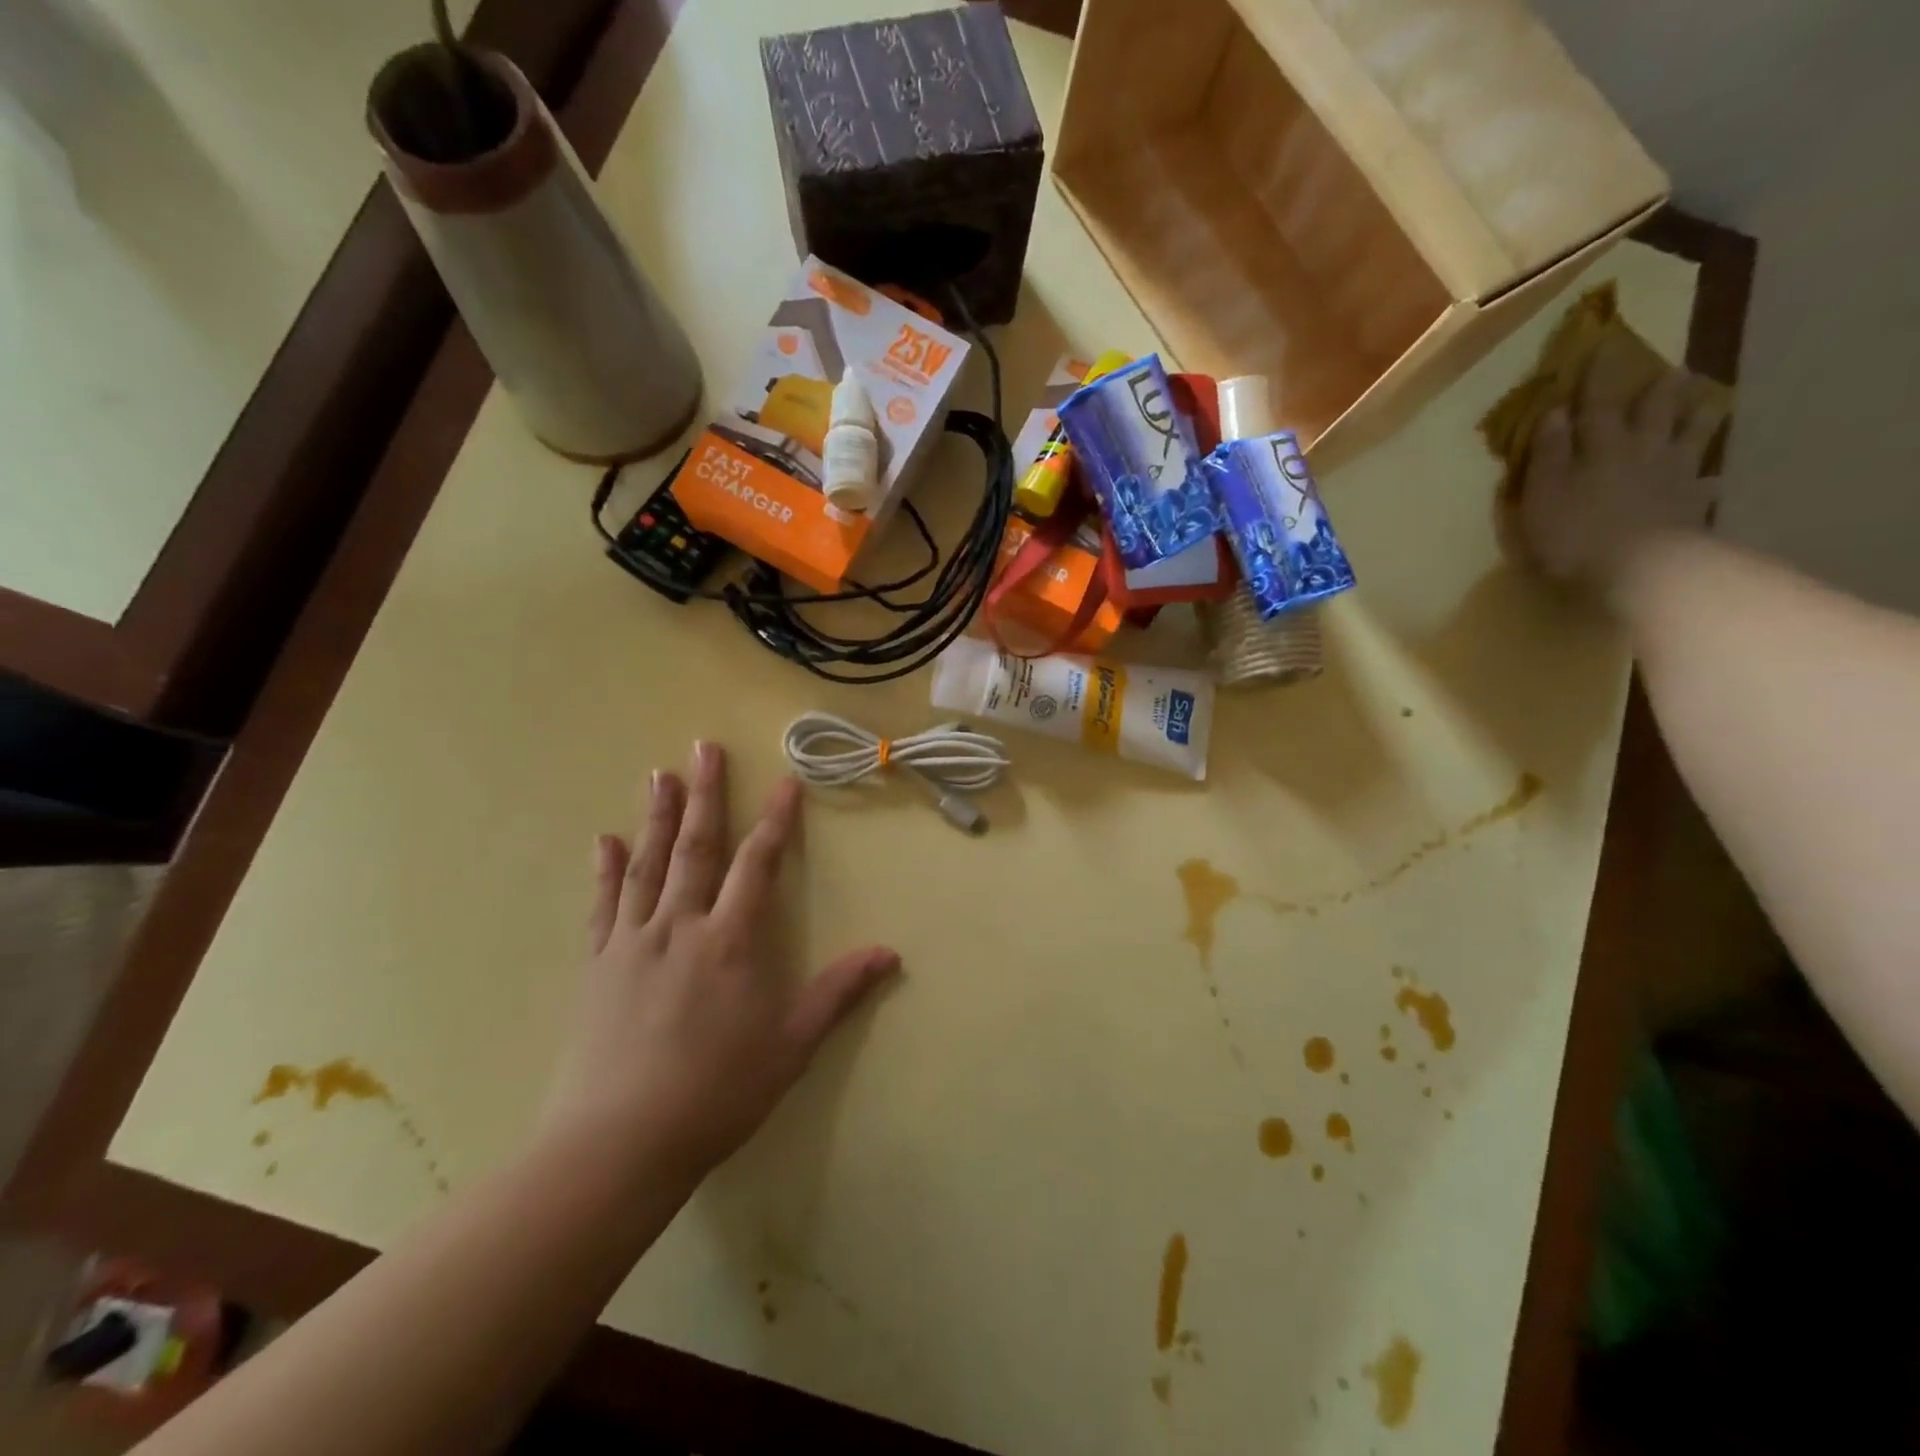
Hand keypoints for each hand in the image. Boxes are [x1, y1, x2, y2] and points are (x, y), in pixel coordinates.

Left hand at [545, 742, 900, 1178]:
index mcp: (730, 941)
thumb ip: (838, 993)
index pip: (757, 865)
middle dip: (705, 794)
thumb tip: (889, 952)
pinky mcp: (599, 966)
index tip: (786, 782)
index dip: (775, 821)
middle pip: (695, 847)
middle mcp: (680, 926)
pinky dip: (606, 869)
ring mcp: (633, 942)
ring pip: (647, 865)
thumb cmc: (716, 1093)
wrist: (617, 1144)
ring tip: (659, 773)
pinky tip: (604, 840)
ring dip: (655, 816)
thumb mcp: (791, 1046)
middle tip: (704, 747)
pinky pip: (603, 905)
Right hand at [1515, 369, 1722, 594]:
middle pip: (1653, 414)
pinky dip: (1706, 480)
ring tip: (1706, 402)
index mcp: (1601, 448)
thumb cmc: (1574, 533)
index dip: (1597, 379)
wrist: (1639, 568)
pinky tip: (1710, 479)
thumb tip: (1555, 412)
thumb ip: (1549, 454)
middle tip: (1671, 370)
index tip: (1600, 349)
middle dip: (1658, 392)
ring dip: (1696, 419)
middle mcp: (1642, 452)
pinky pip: (1703, 486)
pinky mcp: (1691, 506)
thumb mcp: (1543, 494)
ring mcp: (1673, 477)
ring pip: (1689, 438)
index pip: (1596, 405)